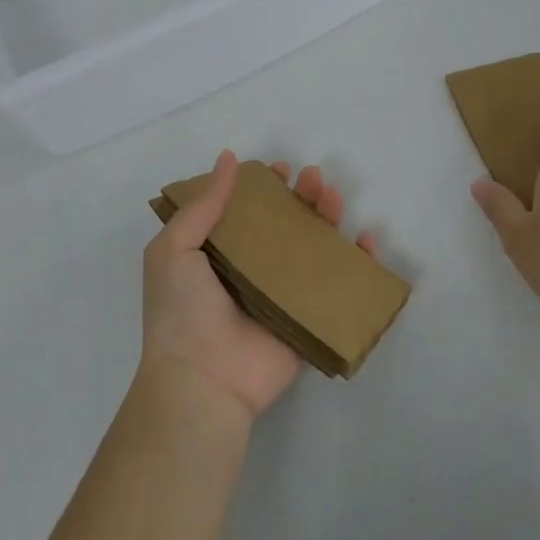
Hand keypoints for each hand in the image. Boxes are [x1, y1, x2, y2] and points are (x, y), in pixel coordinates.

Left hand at [142, 150, 378, 420]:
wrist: (204, 380)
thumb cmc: (182, 312)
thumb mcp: (174, 250)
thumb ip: (202, 205)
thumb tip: (228, 158)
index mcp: (218, 254)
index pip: (247, 211)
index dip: (264, 187)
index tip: (278, 169)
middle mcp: (252, 270)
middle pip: (286, 224)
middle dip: (302, 196)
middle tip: (313, 178)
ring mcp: (283, 294)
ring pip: (314, 248)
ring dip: (328, 218)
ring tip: (333, 197)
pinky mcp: (308, 318)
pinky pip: (338, 286)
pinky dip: (357, 263)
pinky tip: (365, 241)